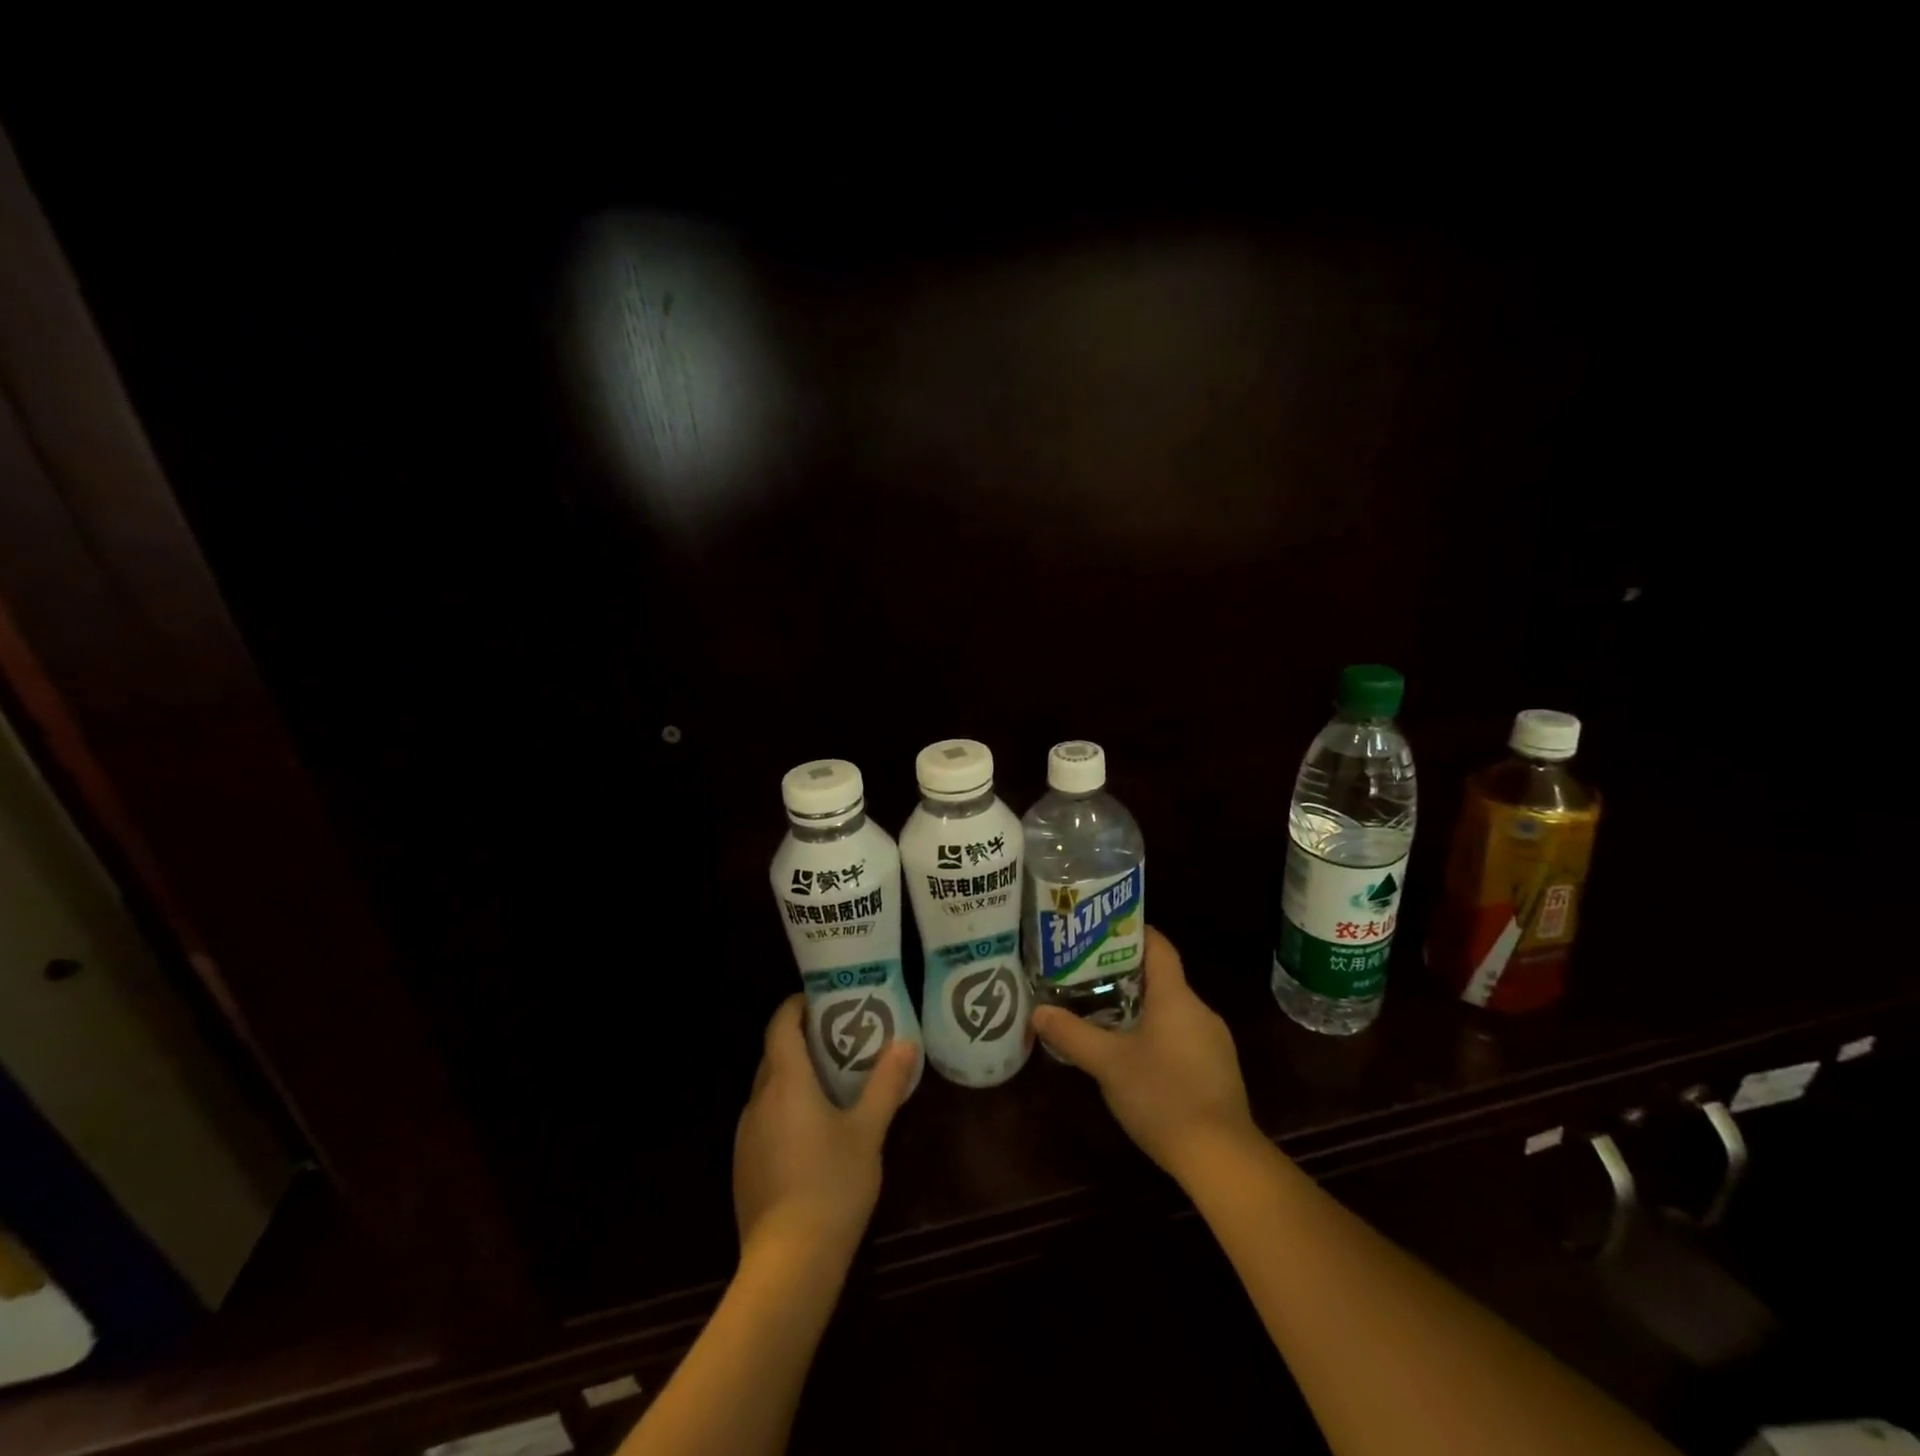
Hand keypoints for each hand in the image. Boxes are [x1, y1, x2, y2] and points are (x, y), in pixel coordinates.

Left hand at [733, 995, 917, 1263]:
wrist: (788, 1264)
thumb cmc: (832, 1185)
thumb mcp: (868, 1131)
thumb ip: (886, 1084)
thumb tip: (905, 1043)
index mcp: (786, 1082)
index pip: (780, 1026)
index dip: (795, 1007)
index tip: (820, 999)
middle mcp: (759, 1101)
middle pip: (774, 1055)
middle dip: (800, 1040)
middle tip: (838, 1037)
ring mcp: (746, 1135)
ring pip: (768, 1089)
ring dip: (793, 1076)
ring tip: (830, 1081)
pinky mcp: (744, 1165)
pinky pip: (764, 1119)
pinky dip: (784, 1108)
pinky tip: (812, 1131)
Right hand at [1031, 926, 1259, 1184]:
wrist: (1221, 1157)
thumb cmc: (1162, 1096)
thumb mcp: (1108, 1064)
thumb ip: (1072, 1034)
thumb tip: (1037, 1011)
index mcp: (1175, 996)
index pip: (1158, 946)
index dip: (1132, 932)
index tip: (1102, 930)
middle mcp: (1199, 1009)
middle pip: (1162, 978)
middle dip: (1126, 974)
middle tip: (1088, 976)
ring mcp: (1214, 1041)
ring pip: (1172, 1010)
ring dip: (1141, 1008)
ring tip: (1104, 1014)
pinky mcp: (1218, 1070)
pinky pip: (1183, 1036)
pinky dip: (1158, 1035)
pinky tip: (1135, 1057)